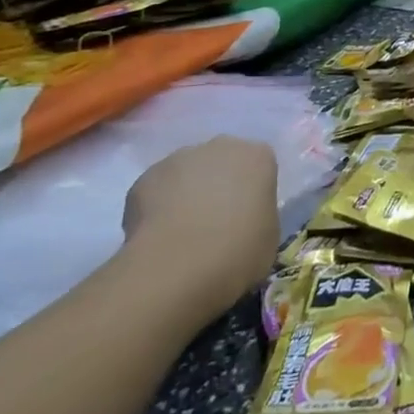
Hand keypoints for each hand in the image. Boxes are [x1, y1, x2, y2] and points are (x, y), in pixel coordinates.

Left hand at [123, 136, 279, 314]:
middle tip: (215, 224)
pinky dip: (157, 209)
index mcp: (258, 157)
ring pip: (187, 173)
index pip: (259, 167)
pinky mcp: (144, 178)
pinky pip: (156, 191)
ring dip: (186, 194)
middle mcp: (221, 147)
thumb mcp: (268, 237)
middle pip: (221, 162)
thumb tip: (241, 222)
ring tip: (181, 235)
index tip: (246, 219)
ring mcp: (179, 158)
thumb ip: (258, 217)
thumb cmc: (238, 251)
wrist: (177, 266)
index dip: (251, 193)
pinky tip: (158, 238)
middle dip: (218, 185)